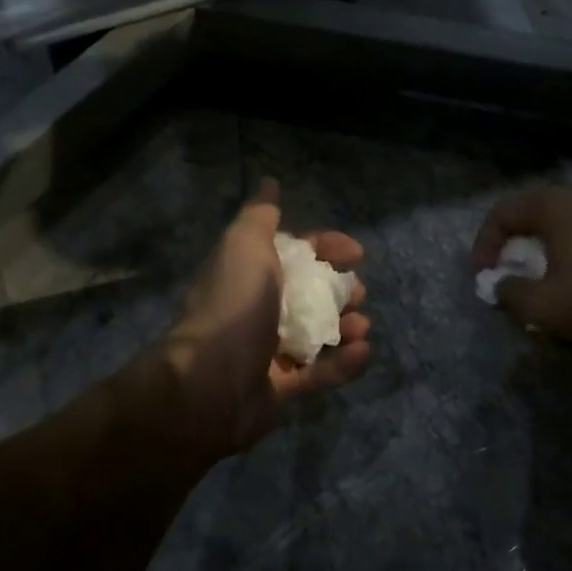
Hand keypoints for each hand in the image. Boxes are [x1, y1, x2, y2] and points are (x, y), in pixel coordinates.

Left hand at [161, 178, 371, 458]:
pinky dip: (344, 364)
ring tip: (360, 326)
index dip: (326, 247)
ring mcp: (269, 352)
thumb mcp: (245, 246)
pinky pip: (320, 373)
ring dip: (346, 326)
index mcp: (249, 273)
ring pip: (319, 334)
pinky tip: (362, 352)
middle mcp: (257, 309)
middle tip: (358, 293)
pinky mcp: (281, 388)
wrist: (210, 383)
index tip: (356, 253)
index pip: (295, 253)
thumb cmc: (234, 306)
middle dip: (341, 290)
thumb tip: (269, 182)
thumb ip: (261, 216)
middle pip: (311, 294)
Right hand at [471, 186, 571, 347]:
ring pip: (552, 232)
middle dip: (509, 253)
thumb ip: (509, 293)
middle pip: (526, 220)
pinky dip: (560, 261)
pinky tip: (565, 290)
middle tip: (504, 282)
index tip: (484, 280)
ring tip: (532, 290)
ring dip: (535, 259)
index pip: (500, 215)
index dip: (483, 247)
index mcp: (552, 206)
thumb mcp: (543, 305)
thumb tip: (498, 286)